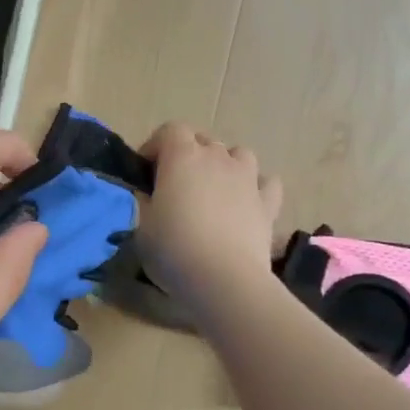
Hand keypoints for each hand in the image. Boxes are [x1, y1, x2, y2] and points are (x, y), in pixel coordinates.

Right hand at [137, 122, 284, 314]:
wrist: (224, 279)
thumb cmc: (174, 249)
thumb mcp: (142, 226)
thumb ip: (144, 202)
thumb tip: (148, 194)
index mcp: (182, 157)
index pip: (170, 130)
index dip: (156, 146)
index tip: (146, 171)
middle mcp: (218, 158)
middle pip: (203, 140)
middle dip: (188, 155)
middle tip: (176, 185)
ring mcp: (247, 178)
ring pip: (239, 154)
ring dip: (225, 164)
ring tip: (214, 189)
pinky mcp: (268, 203)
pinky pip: (267, 183)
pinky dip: (257, 187)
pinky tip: (248, 202)